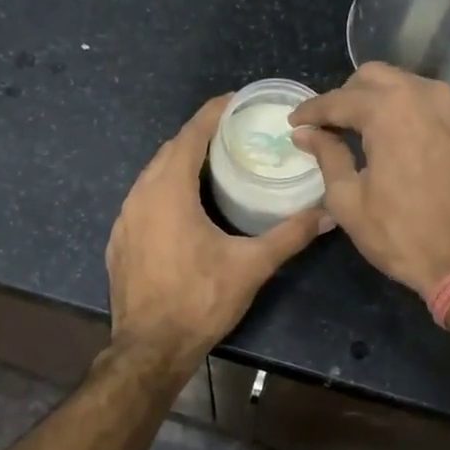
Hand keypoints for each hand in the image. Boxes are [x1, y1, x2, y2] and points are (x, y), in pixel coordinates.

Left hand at [106, 96, 329, 369]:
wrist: (149, 348)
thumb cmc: (200, 300)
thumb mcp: (251, 266)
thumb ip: (290, 235)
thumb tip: (330, 214)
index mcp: (169, 191)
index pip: (191, 135)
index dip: (213, 113)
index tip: (236, 101)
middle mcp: (140, 195)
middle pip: (170, 150)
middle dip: (200, 136)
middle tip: (234, 134)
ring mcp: (124, 218)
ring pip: (153, 174)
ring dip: (181, 163)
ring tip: (214, 164)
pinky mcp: (119, 240)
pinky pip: (143, 199)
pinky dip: (164, 189)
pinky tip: (184, 206)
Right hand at [288, 63, 449, 297]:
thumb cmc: (404, 234)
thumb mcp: (350, 201)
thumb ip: (327, 156)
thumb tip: (306, 133)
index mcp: (390, 110)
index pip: (339, 99)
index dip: (311, 111)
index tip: (294, 122)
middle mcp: (427, 94)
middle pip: (375, 77)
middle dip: (348, 96)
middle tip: (332, 125)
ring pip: (410, 85)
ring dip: (384, 101)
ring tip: (368, 132)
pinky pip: (438, 104)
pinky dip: (416, 113)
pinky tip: (407, 140)